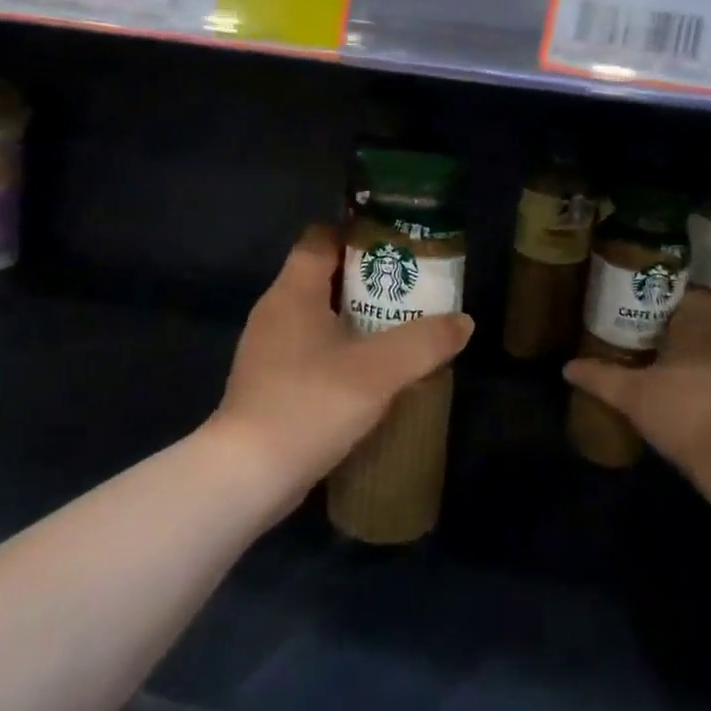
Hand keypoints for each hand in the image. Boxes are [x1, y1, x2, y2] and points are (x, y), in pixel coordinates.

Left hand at [209, 224, 473, 499]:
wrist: (247, 474)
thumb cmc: (310, 403)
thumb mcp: (379, 370)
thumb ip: (424, 342)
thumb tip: (463, 323)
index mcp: (293, 292)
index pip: (320, 238)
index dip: (357, 235)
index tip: (395, 247)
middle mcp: (275, 311)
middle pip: (322, 276)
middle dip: (366, 280)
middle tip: (408, 291)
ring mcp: (267, 350)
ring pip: (317, 317)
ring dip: (355, 320)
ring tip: (396, 331)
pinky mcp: (268, 383)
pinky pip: (309, 351)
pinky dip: (338, 352)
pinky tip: (368, 375)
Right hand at [563, 289, 710, 478]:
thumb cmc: (682, 411)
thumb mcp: (631, 395)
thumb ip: (600, 377)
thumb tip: (567, 367)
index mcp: (699, 330)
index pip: (695, 296)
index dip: (673, 297)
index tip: (648, 304)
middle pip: (699, 325)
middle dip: (673, 330)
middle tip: (642, 335)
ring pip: (709, 353)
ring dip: (687, 358)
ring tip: (655, 366)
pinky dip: (700, 382)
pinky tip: (677, 397)